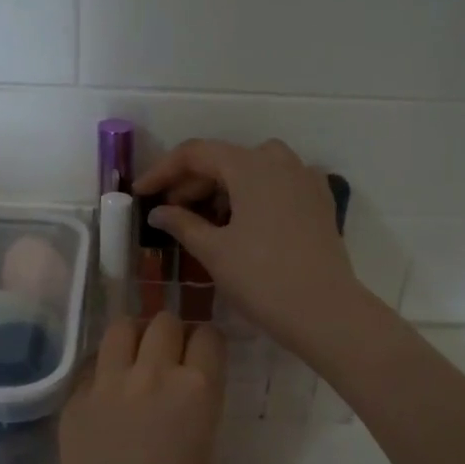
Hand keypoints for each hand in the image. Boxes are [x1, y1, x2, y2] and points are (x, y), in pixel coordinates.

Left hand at [55, 314, 225, 463]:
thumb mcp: (205, 451)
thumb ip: (197, 409)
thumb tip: (186, 394)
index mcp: (197, 389)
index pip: (208, 336)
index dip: (207, 343)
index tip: (203, 355)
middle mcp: (152, 373)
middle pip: (164, 322)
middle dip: (171, 333)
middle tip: (169, 356)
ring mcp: (108, 383)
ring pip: (121, 327)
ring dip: (134, 337)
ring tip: (134, 358)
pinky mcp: (75, 399)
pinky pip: (92, 364)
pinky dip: (103, 369)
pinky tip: (106, 393)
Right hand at [134, 139, 363, 355]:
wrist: (323, 310)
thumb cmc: (262, 278)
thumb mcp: (213, 251)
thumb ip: (182, 224)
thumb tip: (158, 212)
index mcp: (251, 165)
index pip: (196, 153)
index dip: (163, 170)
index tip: (141, 192)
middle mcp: (280, 161)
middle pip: (225, 159)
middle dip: (192, 182)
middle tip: (168, 211)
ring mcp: (305, 180)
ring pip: (253, 170)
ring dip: (222, 188)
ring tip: (203, 220)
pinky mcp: (319, 202)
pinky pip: (277, 185)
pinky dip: (252, 195)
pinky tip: (241, 223)